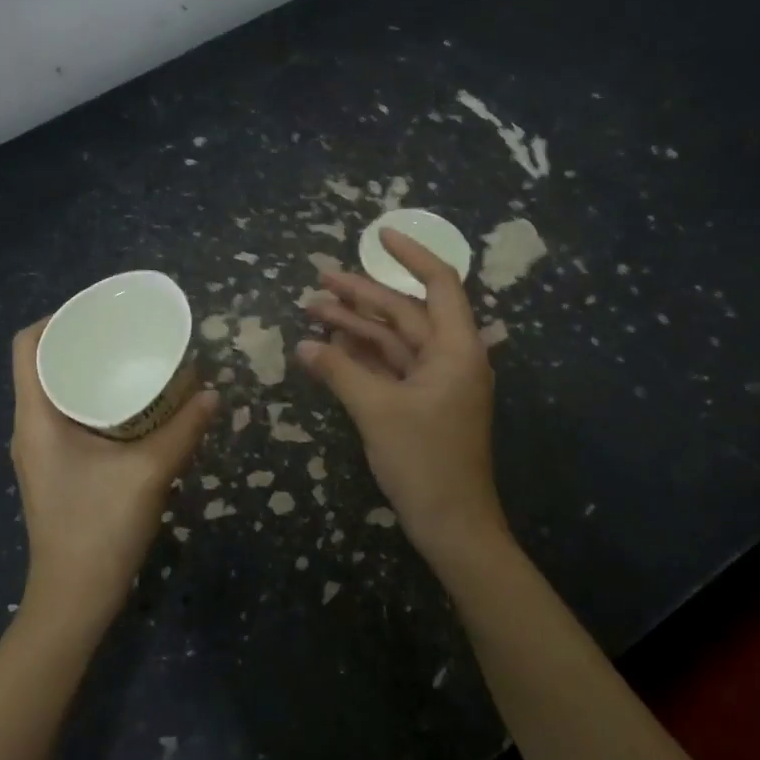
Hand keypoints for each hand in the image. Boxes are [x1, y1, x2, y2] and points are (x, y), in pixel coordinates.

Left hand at [10, 320, 218, 624]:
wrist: (74, 598)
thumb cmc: (100, 529)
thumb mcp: (149, 473)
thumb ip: (184, 430)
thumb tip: (213, 393)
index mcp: (37, 418)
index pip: (28, 346)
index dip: (57, 317)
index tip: (99, 311)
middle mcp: (30, 427)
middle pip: (43, 364)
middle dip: (80, 341)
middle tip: (125, 331)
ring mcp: (39, 451)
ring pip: (55, 391)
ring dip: (87, 371)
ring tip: (130, 358)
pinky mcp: (54, 468)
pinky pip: (66, 415)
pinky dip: (92, 399)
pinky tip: (130, 405)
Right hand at [297, 231, 510, 572]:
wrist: (452, 525)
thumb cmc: (425, 461)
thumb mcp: (377, 411)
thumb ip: (340, 371)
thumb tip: (303, 346)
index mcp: (456, 349)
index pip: (439, 284)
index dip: (410, 256)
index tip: (379, 235)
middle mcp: (449, 357)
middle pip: (404, 312)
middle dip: (361, 295)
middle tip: (318, 279)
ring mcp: (434, 382)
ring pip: (392, 340)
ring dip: (355, 325)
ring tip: (311, 310)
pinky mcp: (419, 403)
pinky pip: (388, 367)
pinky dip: (360, 356)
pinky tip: (328, 346)